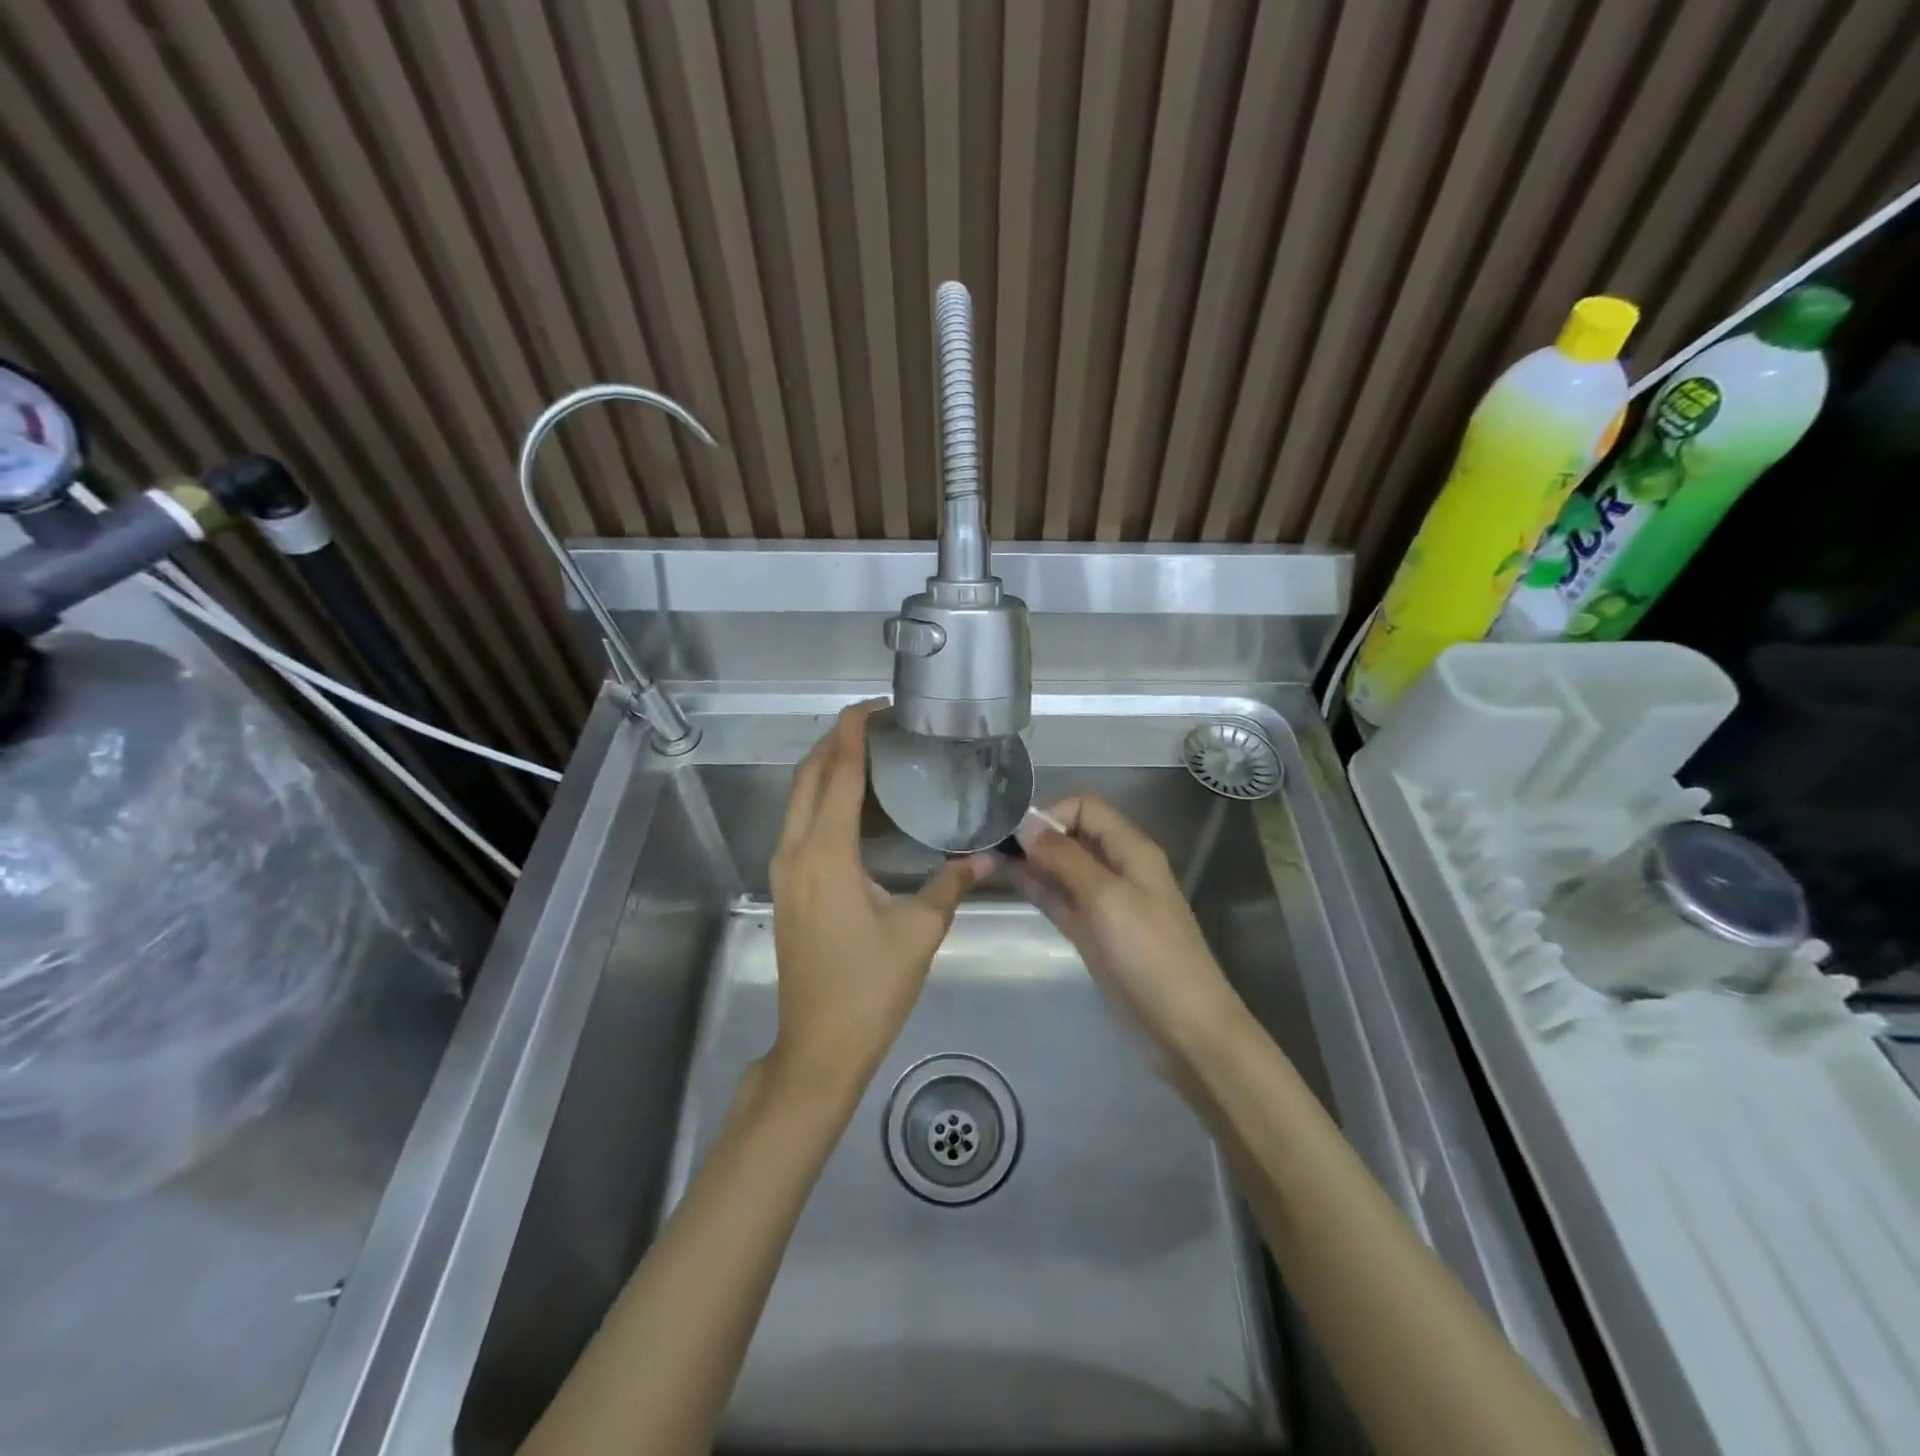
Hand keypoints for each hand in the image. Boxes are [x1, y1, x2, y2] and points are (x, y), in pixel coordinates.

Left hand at [765, 701, 988, 1104]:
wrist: (818, 1046)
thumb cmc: (870, 987)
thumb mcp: (920, 930)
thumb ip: (952, 884)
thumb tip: (986, 857)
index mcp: (826, 852)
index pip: (836, 771)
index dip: (854, 731)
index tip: (880, 707)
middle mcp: (795, 850)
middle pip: (808, 774)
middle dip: (837, 740)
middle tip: (880, 724)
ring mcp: (783, 869)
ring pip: (798, 797)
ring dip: (827, 767)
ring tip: (871, 754)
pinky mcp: (785, 886)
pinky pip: (799, 822)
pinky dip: (822, 797)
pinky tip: (856, 805)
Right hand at [1013, 794, 1245, 1063]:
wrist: (1183, 1027)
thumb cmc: (1150, 954)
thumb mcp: (1106, 898)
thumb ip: (1065, 858)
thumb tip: (1026, 823)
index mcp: (1130, 849)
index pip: (1085, 807)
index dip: (1051, 814)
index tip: (1016, 834)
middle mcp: (1117, 867)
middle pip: (1071, 835)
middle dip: (1035, 835)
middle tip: (992, 845)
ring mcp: (1103, 901)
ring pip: (1062, 868)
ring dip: (1031, 861)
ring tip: (988, 858)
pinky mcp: (1092, 931)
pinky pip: (1060, 898)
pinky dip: (1037, 887)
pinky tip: (1008, 881)